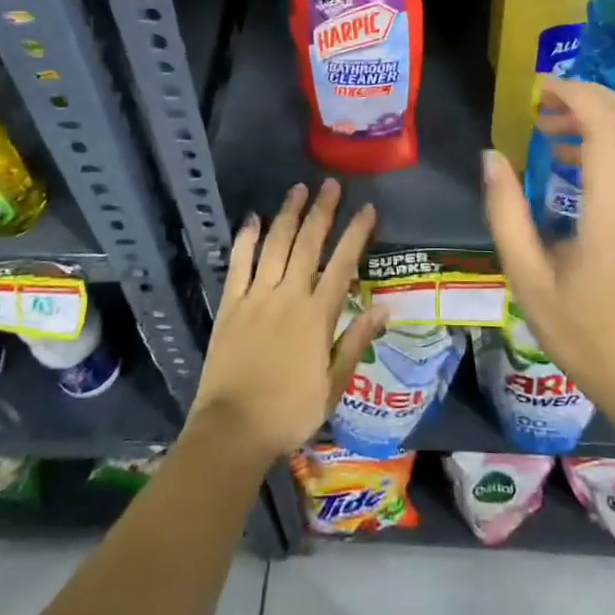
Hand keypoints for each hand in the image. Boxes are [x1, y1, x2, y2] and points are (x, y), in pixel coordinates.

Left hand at [186, 180, 381, 468]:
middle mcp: (288, 296)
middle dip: (322, 211)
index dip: (356, 234)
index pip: (342, 264)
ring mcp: (256, 297)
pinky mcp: (230, 305)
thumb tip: (384, 308)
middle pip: (308, 243)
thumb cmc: (290, 413)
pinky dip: (246, 239)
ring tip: (298, 189)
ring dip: (288, 215)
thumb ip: (356, 342)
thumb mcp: (334, 385)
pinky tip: (252, 219)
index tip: (367, 209)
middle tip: (331, 184)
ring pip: (275, 245)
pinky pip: (238, 264)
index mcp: (317, 315)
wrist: (233, 430)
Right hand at [482, 78, 614, 416]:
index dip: (573, 94)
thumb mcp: (527, 276)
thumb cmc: (580, 331)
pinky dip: (605, 142)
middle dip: (585, 96)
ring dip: (595, 118)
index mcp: (611, 208)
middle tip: (541, 105)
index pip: (605, 123)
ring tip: (547, 133)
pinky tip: (568, 165)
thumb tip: (490, 157)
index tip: (537, 90)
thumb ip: (505, 212)